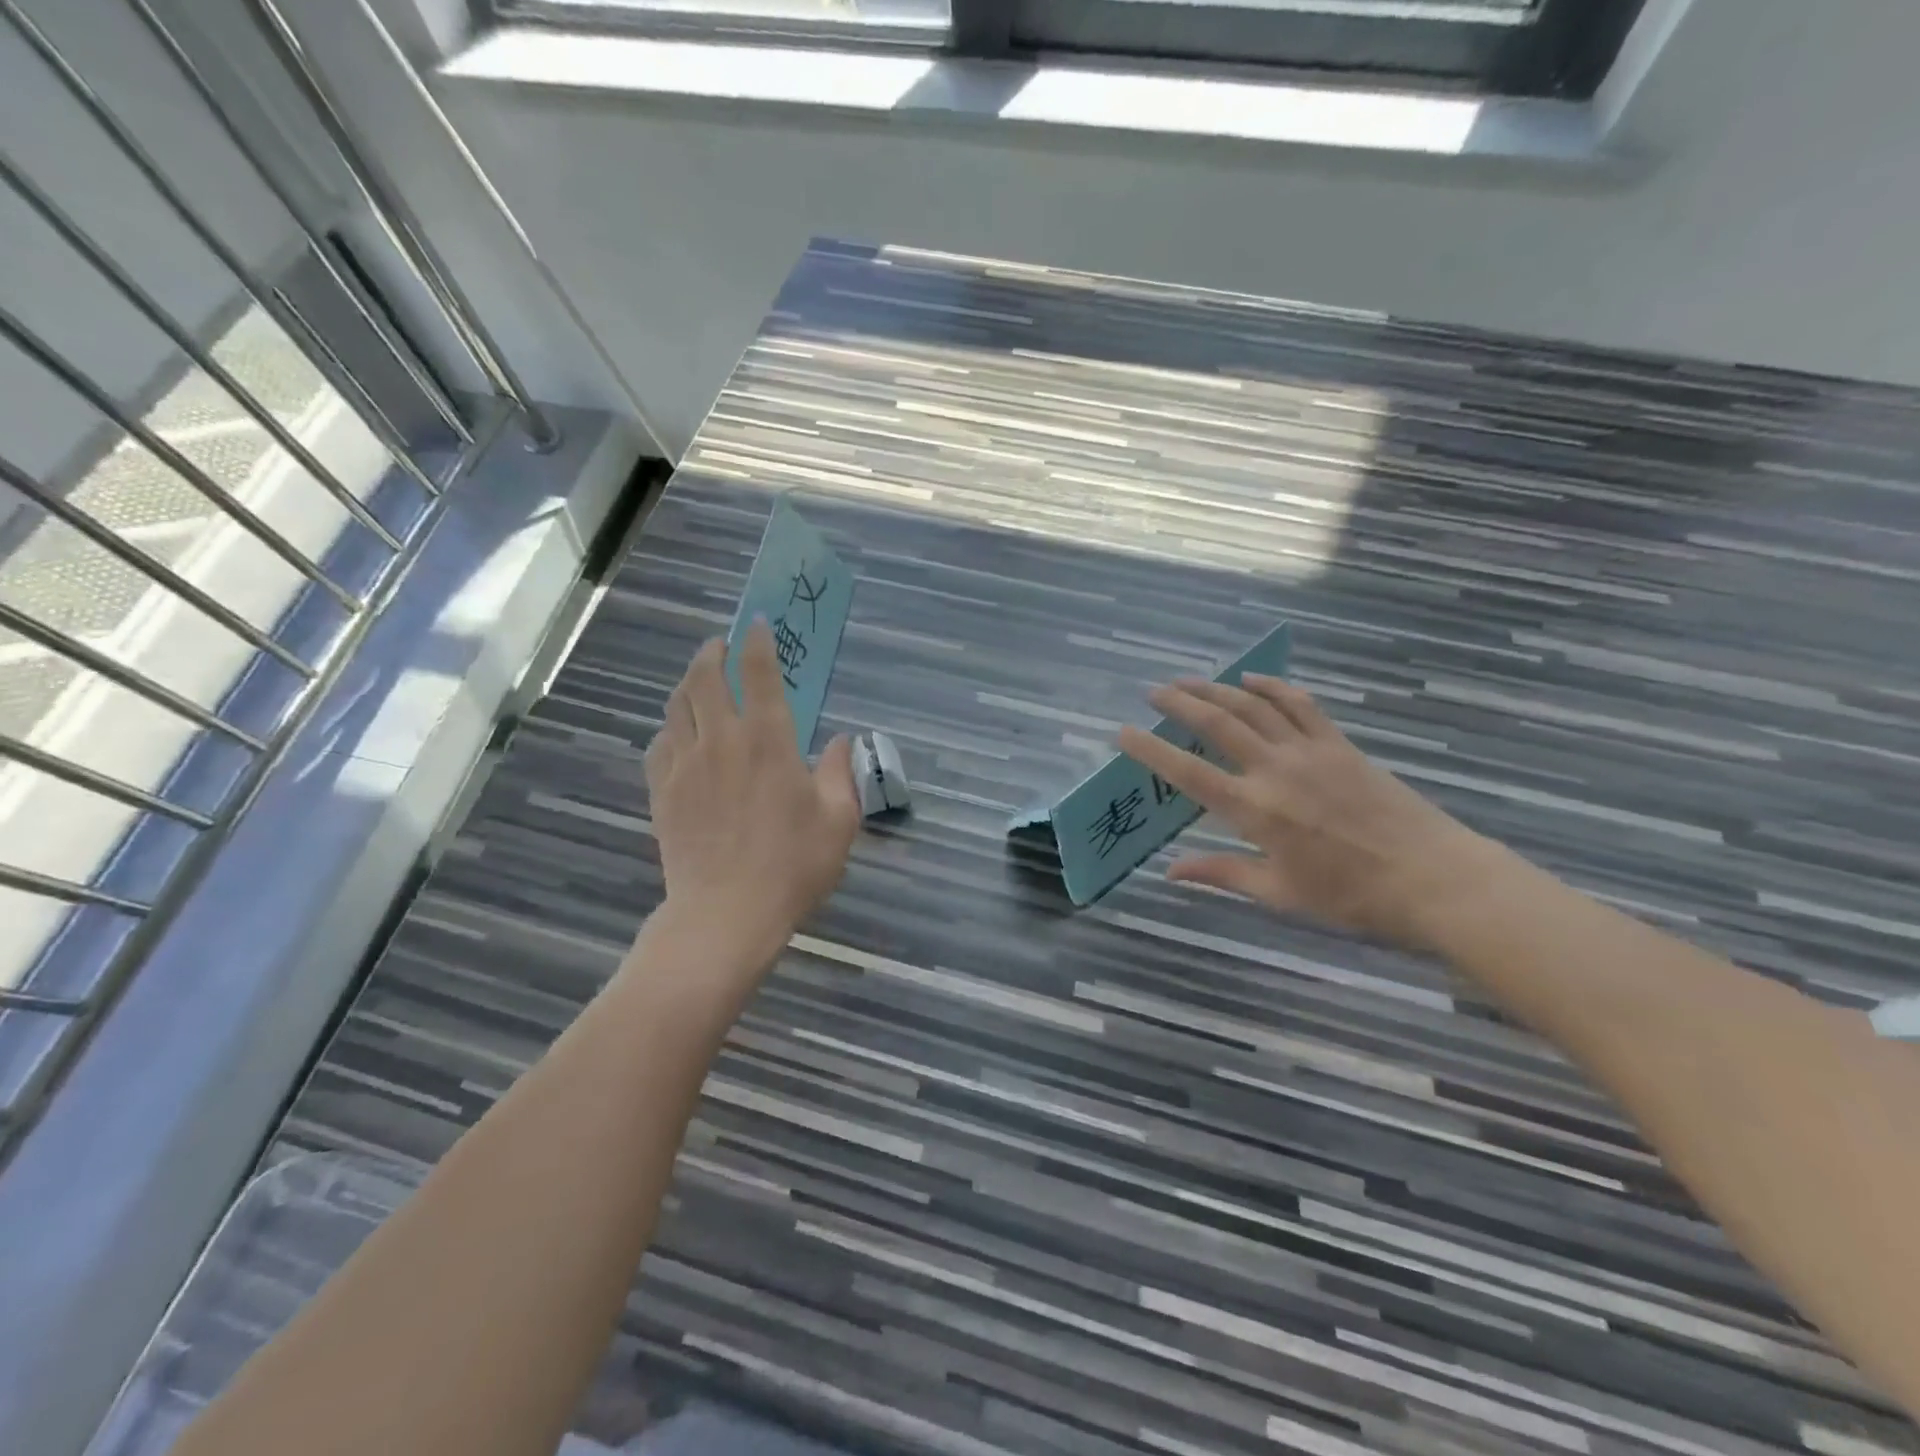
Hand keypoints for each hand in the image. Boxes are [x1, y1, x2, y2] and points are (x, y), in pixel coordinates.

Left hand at [644, 622, 860, 966]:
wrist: (727, 913)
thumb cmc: (793, 865)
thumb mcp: (839, 820)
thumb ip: (840, 772)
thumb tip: (842, 741)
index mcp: (769, 740)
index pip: (760, 674)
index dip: (758, 643)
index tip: (757, 625)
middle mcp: (722, 740)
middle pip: (706, 677)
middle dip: (713, 653)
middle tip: (722, 646)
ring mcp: (685, 764)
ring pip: (678, 705)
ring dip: (689, 683)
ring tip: (699, 680)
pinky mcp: (662, 790)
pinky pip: (660, 742)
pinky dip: (672, 726)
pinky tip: (679, 734)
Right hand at [1116, 673, 1494, 948]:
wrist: (1436, 879)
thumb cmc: (1353, 897)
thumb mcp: (1281, 894)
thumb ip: (1222, 874)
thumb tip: (1170, 871)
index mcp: (1255, 811)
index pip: (1188, 773)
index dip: (1150, 751)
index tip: (1123, 732)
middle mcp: (1275, 770)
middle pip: (1217, 724)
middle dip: (1180, 703)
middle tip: (1153, 692)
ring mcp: (1310, 751)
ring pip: (1253, 706)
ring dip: (1217, 688)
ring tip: (1189, 679)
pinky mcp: (1340, 744)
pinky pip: (1300, 704)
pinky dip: (1273, 687)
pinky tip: (1252, 678)